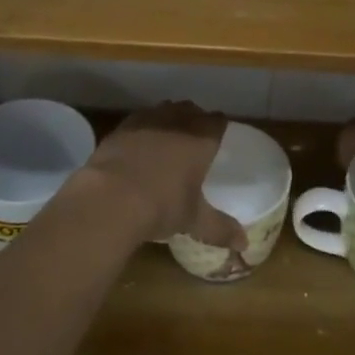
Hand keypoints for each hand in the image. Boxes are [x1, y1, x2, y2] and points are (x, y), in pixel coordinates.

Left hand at [84, 102, 245, 250]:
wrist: (110, 198)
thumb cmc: (161, 206)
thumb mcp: (193, 221)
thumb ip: (220, 229)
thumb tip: (244, 244)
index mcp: (201, 140)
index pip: (217, 121)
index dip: (219, 126)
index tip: (218, 135)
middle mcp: (177, 122)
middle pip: (191, 109)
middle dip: (194, 119)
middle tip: (194, 137)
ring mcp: (147, 121)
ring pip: (164, 109)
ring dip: (169, 118)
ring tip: (167, 136)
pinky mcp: (121, 127)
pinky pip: (139, 119)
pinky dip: (143, 127)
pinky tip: (139, 143)